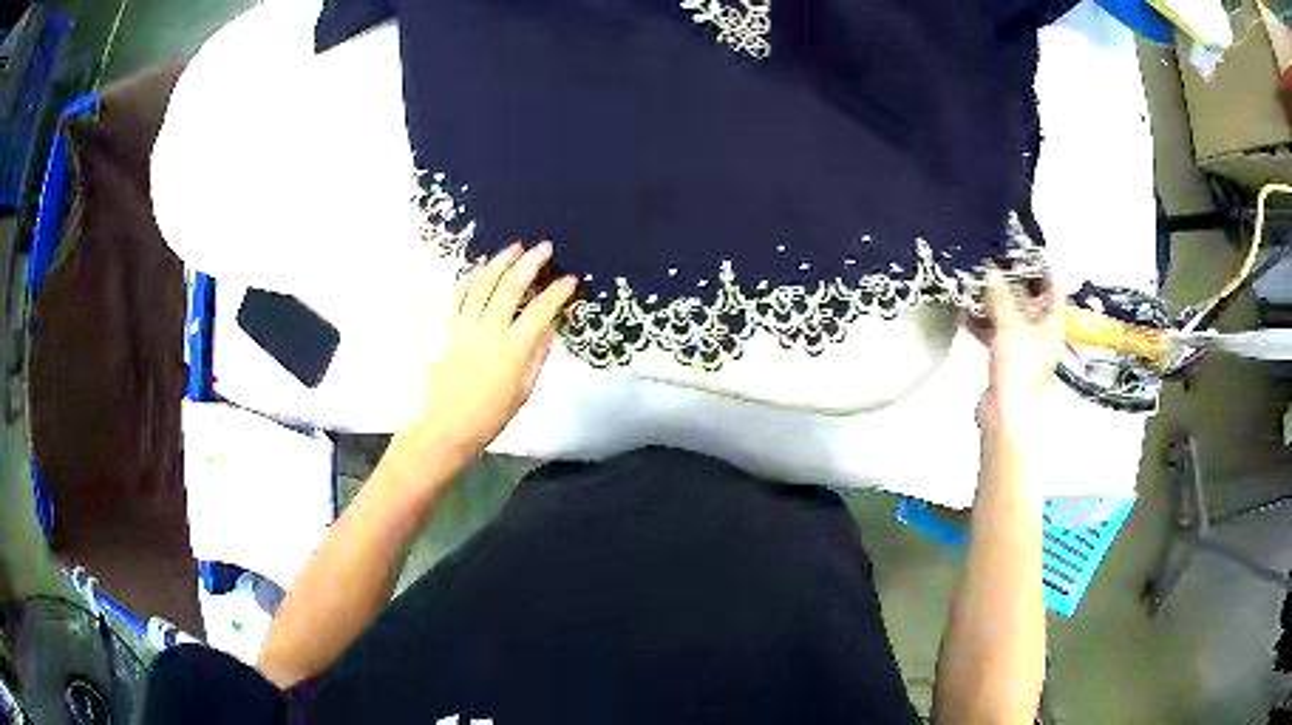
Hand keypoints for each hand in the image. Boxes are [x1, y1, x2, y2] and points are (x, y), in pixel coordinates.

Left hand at [414, 241, 577, 457]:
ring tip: (514, 246)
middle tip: (544, 247)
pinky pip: (458, 299)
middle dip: (530, 263)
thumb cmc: (493, 414)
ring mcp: (466, 329)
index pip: (541, 311)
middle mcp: (489, 334)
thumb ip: (538, 352)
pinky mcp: (449, 331)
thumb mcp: (525, 388)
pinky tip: (479, 266)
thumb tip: (552, 322)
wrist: (448, 426)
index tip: (570, 279)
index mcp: (514, 351)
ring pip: (482, 286)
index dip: (557, 292)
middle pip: (510, 289)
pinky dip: (469, 279)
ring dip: (499, 263)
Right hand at [972, 269, 1063, 434]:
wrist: (1005, 415)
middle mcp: (1039, 331)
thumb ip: (1001, 297)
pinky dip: (980, 321)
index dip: (1040, 267)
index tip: (1021, 250)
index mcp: (1052, 322)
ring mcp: (1021, 344)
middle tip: (990, 261)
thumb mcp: (1011, 326)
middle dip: (1008, 281)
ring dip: (991, 301)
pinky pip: (992, 331)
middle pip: (1027, 299)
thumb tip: (991, 271)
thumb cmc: (1019, 368)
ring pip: (1007, 315)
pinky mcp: (1003, 357)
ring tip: (972, 281)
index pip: (1052, 287)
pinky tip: (963, 310)